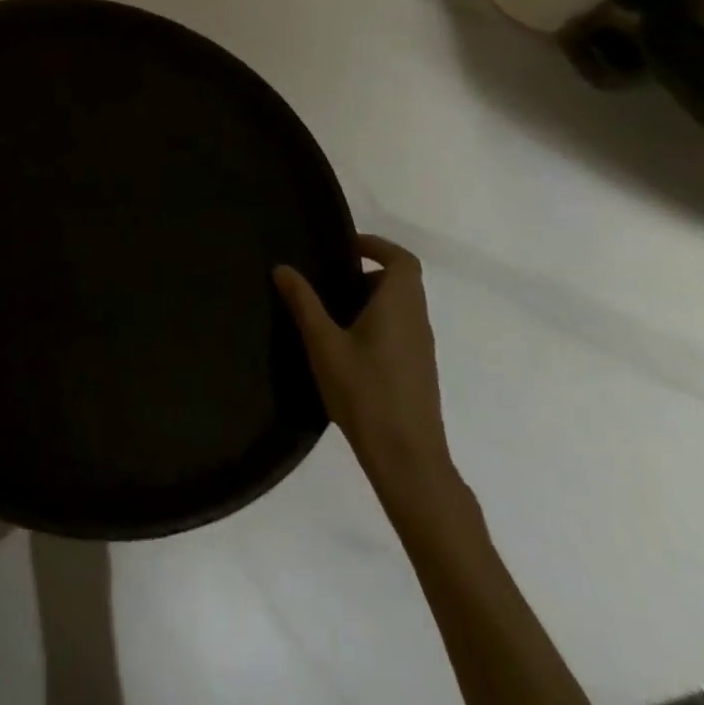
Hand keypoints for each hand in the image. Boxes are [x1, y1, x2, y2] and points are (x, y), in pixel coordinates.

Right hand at [274, 237, 456, 500]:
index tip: (344, 246)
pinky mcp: (418, 371)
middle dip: (365, 273)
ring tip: (328, 312)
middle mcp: (417, 320)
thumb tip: (283, 267)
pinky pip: (398, 330)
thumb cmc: (365, 392)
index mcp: (399, 305)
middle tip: (327, 280)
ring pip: (399, 308)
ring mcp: (421, 349)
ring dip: (369, 300)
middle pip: (400, 282)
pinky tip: (344, 346)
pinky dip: (375, 324)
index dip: (377, 246)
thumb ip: (303, 302)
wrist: (407, 458)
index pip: (402, 260)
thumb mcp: (323, 343)